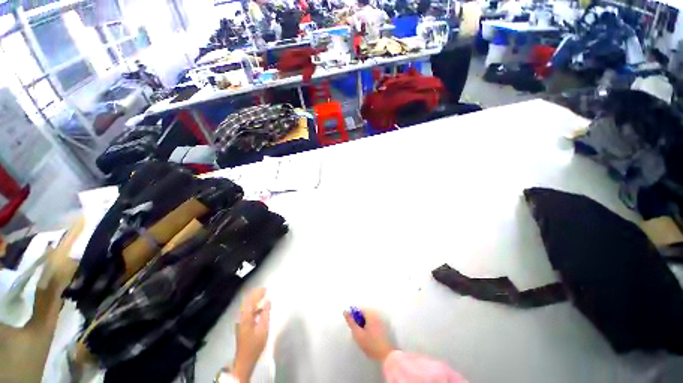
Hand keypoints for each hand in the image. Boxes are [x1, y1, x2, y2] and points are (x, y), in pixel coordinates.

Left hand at [233, 288, 270, 381]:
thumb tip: (268, 301)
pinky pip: (247, 311)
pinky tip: (260, 309)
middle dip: (255, 295)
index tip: (265, 289)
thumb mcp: (263, 329)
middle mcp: (241, 317)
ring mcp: (240, 322)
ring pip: (246, 307)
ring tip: (263, 296)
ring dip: (254, 300)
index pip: (250, 301)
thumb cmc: (255, 344)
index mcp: (245, 317)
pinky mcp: (242, 325)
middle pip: (246, 302)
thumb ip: (265, 313)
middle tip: (264, 290)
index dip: (257, 293)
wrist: (245, 359)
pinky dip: (253, 307)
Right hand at [344, 308, 394, 361]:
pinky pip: (373, 322)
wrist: (386, 356)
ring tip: (362, 335)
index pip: (359, 309)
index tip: (352, 325)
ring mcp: (381, 321)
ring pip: (368, 318)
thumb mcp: (358, 334)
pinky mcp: (383, 327)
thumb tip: (345, 311)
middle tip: (357, 331)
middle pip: (364, 313)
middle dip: (359, 320)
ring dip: (364, 324)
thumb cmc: (370, 344)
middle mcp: (376, 315)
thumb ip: (351, 322)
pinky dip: (369, 326)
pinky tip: (369, 337)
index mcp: (371, 314)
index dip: (354, 315)